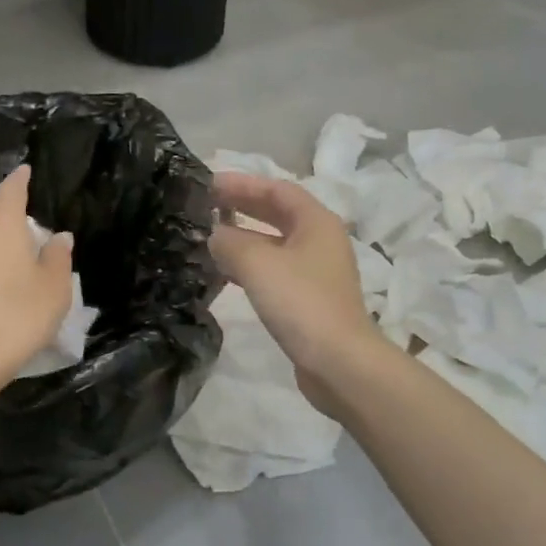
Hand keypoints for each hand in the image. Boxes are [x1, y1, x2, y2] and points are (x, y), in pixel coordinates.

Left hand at [0, 164, 74, 392]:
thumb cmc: (16, 316)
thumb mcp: (53, 288)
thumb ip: (58, 257)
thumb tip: (58, 236)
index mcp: (1, 223)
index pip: (11, 189)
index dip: (20, 179)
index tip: (26, 169)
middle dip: (6, 206)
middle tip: (27, 214)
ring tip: (15, 247)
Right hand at [209, 173, 381, 411]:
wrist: (339, 362)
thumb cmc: (301, 302)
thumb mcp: (257, 264)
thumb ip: (230, 242)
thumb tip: (215, 235)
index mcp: (316, 222)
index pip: (277, 189)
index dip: (242, 183)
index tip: (209, 184)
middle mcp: (320, 241)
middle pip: (278, 213)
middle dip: (242, 206)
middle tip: (205, 205)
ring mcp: (317, 272)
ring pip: (275, 244)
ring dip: (244, 237)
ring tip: (208, 237)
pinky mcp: (309, 299)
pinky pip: (275, 270)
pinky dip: (250, 265)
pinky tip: (226, 273)